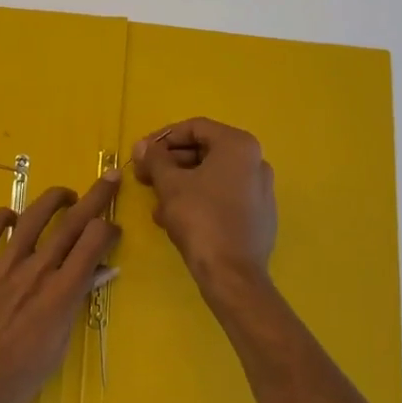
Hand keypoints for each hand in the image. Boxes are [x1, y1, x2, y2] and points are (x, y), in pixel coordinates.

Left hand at [0, 171, 121, 402]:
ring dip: (54, 199)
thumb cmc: (15, 383)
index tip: (112, 229)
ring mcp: (0, 266)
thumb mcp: (56, 348)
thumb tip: (97, 273)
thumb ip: (74, 304)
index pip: (94, 242)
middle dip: (96, 197)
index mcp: (60, 294)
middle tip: (110, 178)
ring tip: (65, 196)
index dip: (108, 228)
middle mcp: (35, 272)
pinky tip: (12, 217)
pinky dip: (4, 216)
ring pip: (32, 217)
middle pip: (72, 222)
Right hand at [130, 118, 275, 288]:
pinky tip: (176, 220)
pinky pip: (223, 198)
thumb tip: (142, 146)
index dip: (163, 138)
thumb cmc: (200, 219)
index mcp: (239, 145)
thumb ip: (155, 159)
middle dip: (170, 163)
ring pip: (212, 177)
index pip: (195, 127)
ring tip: (157, 204)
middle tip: (144, 177)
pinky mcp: (259, 216)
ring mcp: (260, 190)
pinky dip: (199, 201)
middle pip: (205, 152)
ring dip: (180, 185)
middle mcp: (256, 161)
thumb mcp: (170, 184)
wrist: (232, 274)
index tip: (141, 153)